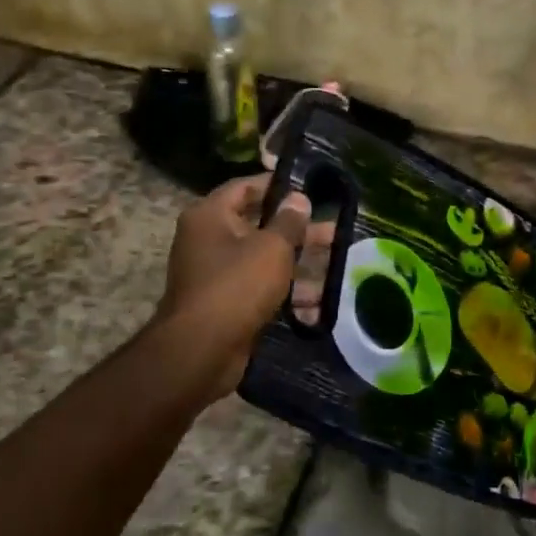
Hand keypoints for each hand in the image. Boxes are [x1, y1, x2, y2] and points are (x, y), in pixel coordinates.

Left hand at [157, 174, 311, 396]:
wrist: (202, 349)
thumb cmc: (236, 286)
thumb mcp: (271, 248)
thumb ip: (289, 222)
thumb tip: (299, 198)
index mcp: (210, 215)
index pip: (245, 187)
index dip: (277, 186)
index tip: (310, 189)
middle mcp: (207, 239)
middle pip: (257, 225)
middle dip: (296, 231)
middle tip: (332, 232)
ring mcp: (215, 273)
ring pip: (262, 260)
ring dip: (296, 265)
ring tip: (334, 267)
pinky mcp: (225, 303)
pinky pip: (258, 289)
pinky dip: (283, 293)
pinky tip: (315, 304)